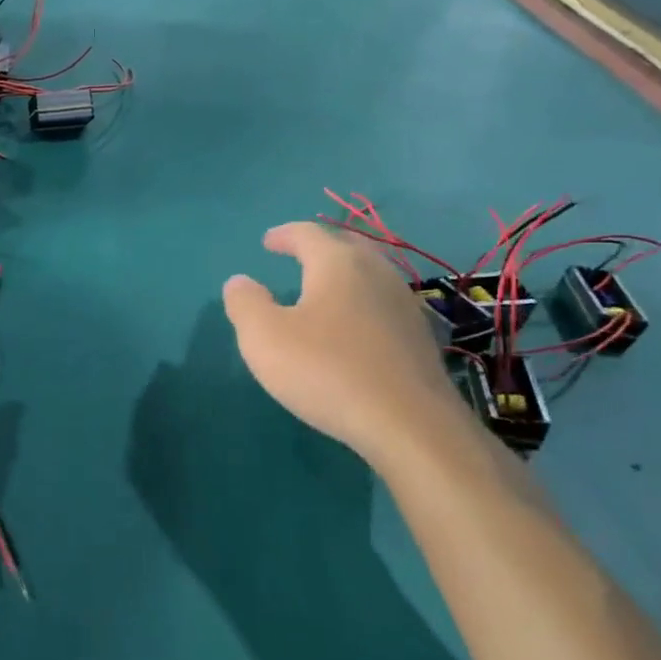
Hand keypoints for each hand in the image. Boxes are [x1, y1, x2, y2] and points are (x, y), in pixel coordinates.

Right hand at [221, 222, 469, 470]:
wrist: (409, 425)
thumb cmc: (327, 371)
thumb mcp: (264, 338)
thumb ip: (245, 304)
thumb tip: (240, 282)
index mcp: (338, 264)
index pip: (308, 234)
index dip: (284, 235)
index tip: (268, 242)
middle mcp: (376, 274)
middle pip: (347, 246)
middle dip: (321, 248)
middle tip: (300, 255)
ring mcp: (405, 306)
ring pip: (371, 276)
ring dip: (345, 277)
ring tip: (324, 292)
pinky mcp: (420, 339)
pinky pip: (384, 307)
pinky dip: (362, 306)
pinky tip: (354, 329)